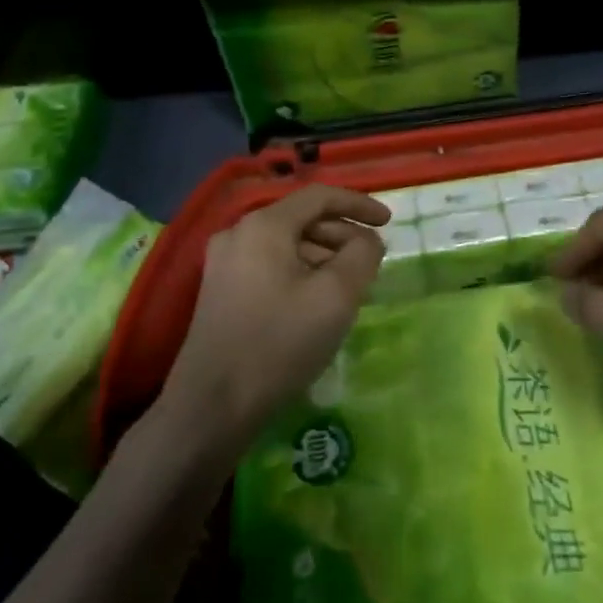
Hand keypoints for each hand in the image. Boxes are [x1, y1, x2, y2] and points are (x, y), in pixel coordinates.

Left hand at [159, 186, 387, 447]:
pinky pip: (270, 266)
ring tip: (350, 286)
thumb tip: (367, 240)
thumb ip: (362, 255)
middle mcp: (238, 234)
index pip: (320, 196)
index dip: (359, 204)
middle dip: (342, 235)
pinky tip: (317, 302)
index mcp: (264, 225)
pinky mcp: (220, 291)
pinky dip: (301, 272)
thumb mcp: (336, 296)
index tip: (389, 222)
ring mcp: (224, 263)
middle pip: (302, 219)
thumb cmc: (280, 343)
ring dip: (323, 256)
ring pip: (286, 244)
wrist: (212, 406)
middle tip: (372, 261)